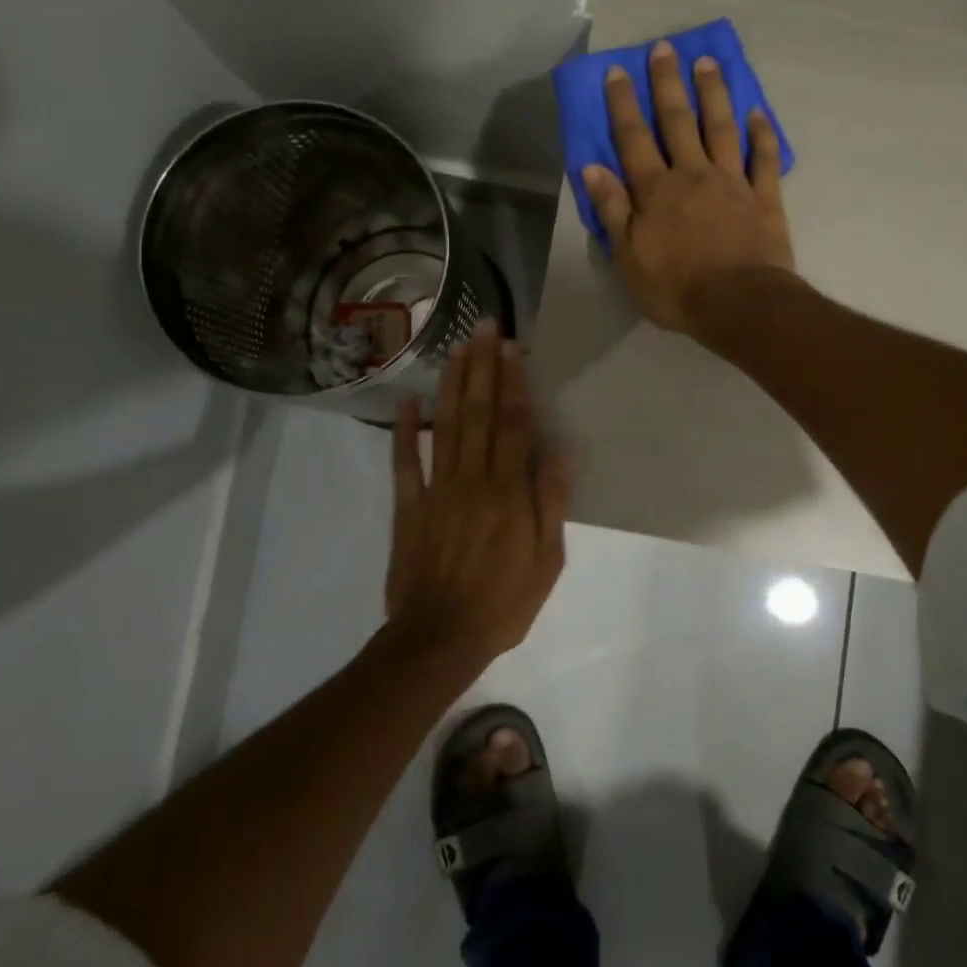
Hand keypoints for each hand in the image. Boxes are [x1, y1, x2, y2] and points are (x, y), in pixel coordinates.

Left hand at [385, 321, 571, 662]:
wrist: (440, 638)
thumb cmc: (503, 602)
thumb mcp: (546, 561)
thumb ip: (551, 504)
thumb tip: (562, 453)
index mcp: (508, 492)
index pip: (513, 425)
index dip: (513, 384)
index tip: (512, 349)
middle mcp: (472, 480)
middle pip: (477, 414)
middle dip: (482, 368)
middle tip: (482, 328)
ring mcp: (436, 491)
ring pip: (444, 428)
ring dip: (450, 385)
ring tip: (456, 349)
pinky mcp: (408, 507)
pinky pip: (405, 463)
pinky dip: (404, 431)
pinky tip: (406, 400)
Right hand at [581, 39, 796, 338]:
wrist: (738, 304)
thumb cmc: (675, 288)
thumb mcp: (628, 257)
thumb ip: (612, 210)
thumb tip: (592, 167)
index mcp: (656, 190)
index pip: (633, 138)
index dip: (623, 104)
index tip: (618, 70)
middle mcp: (693, 174)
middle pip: (678, 121)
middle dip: (668, 84)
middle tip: (664, 48)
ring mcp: (732, 182)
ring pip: (721, 128)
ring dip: (713, 94)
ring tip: (707, 63)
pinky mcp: (764, 198)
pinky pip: (763, 159)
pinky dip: (761, 134)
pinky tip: (758, 112)